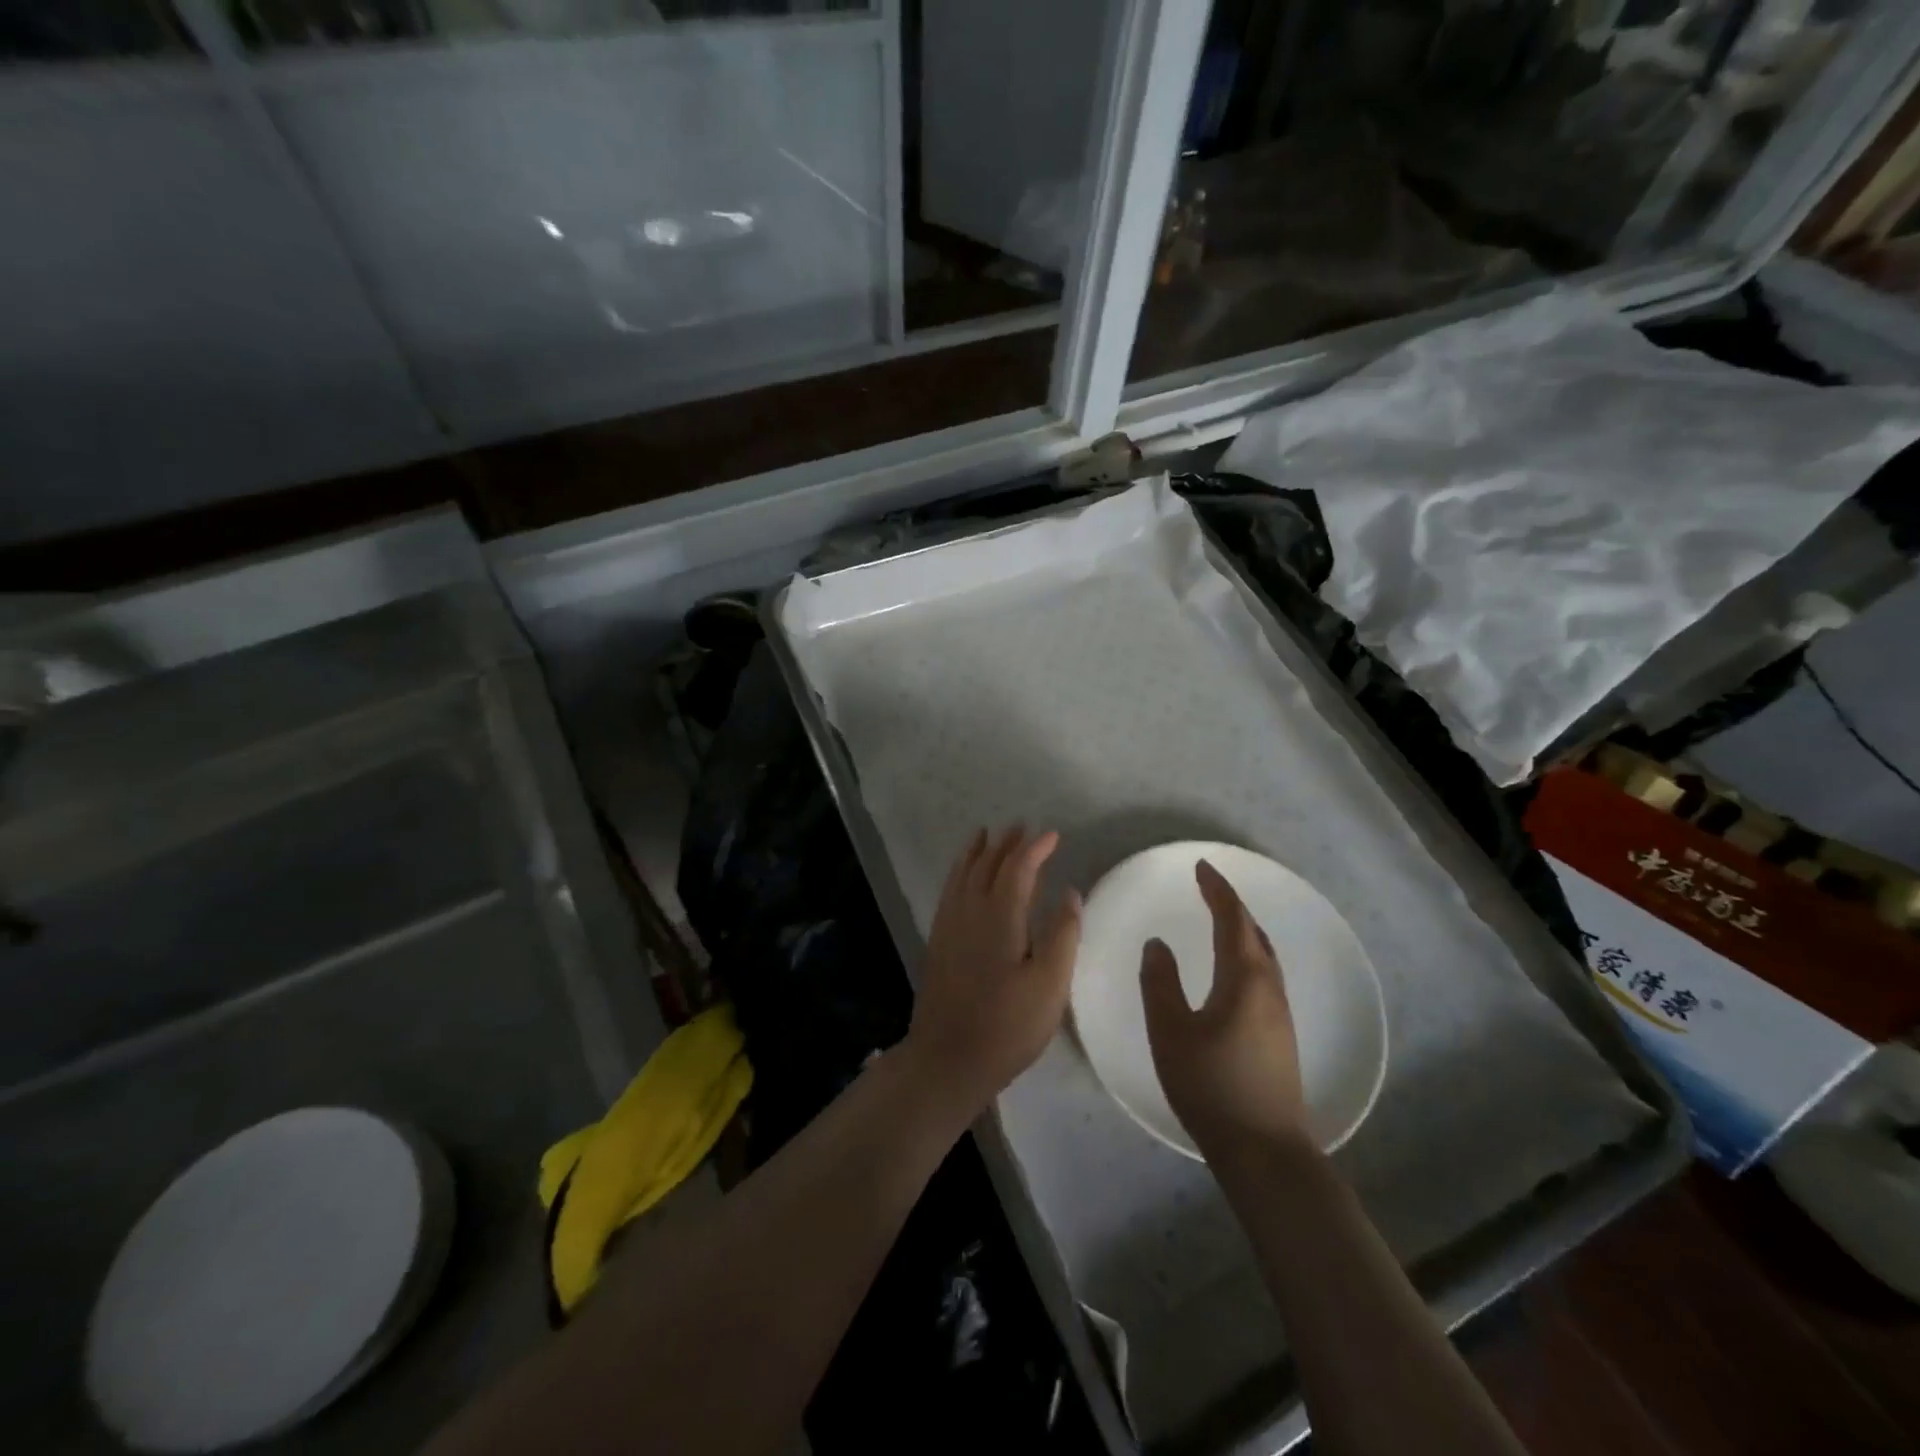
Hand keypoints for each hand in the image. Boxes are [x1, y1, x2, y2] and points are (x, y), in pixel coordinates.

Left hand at [905, 826, 1081, 1117]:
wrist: (947, 1058)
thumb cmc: (1007, 1025)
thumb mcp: (1050, 984)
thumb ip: (1062, 935)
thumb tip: (1070, 892)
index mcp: (1000, 916)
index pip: (1018, 868)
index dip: (1036, 848)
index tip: (1053, 835)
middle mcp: (970, 910)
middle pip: (987, 865)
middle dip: (1006, 843)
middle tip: (1021, 827)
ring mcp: (949, 925)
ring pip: (963, 874)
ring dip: (978, 852)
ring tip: (986, 835)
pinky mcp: (938, 941)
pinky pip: (950, 890)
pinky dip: (959, 872)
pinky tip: (962, 877)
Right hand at [1140, 860, 1306, 1155]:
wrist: (1263, 1150)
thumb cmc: (1211, 1084)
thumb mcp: (1170, 1031)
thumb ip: (1160, 982)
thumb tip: (1157, 944)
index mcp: (1244, 978)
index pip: (1232, 919)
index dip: (1218, 890)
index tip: (1201, 867)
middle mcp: (1269, 987)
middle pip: (1255, 932)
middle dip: (1232, 905)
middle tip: (1208, 889)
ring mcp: (1281, 1013)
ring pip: (1264, 955)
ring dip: (1243, 930)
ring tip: (1220, 921)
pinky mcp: (1282, 1035)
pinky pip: (1265, 974)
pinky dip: (1248, 954)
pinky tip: (1234, 971)